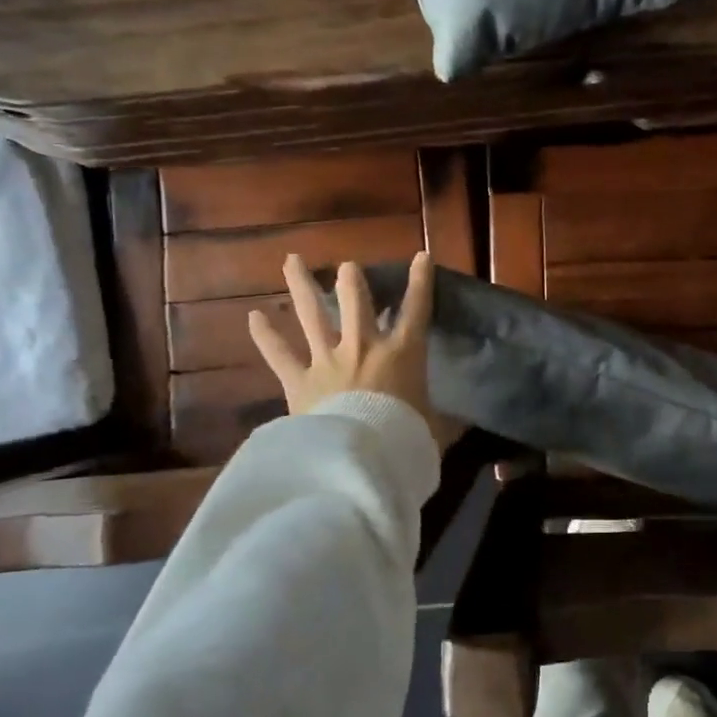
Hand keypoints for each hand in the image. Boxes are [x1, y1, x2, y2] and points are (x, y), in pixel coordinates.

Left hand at [249, 251, 455, 449]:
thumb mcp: (433, 430)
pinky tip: (254, 317)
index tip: (421, 257)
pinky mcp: (299, 381)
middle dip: (351, 281)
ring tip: (291, 260)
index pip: (416, 310)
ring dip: (302, 285)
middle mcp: (363, 347)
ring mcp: (328, 360)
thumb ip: (444, 422)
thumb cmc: (404, 439)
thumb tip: (463, 424)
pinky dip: (266, 336)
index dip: (420, 282)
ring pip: (312, 315)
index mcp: (401, 354)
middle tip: (347, 267)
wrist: (358, 459)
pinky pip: (279, 355)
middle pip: (355, 302)